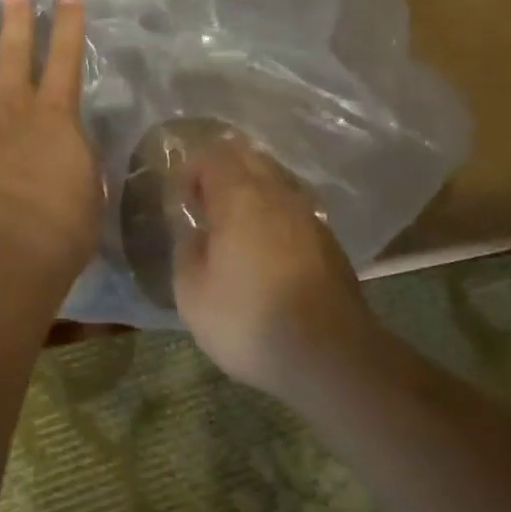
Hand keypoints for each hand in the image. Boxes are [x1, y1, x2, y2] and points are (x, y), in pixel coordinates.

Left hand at [0, 0, 100, 284]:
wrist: (3, 257)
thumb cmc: (59, 233)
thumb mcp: (89, 191)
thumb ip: (79, 158)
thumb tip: (72, 142)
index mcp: (56, 117)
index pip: (66, 60)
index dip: (68, 26)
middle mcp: (12, 107)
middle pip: (14, 52)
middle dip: (16, 19)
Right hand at [172, 140, 377, 401]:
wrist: (330, 355)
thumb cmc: (249, 319)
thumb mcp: (192, 293)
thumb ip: (186, 250)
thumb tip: (193, 231)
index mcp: (239, 196)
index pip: (213, 156)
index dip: (191, 168)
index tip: (180, 195)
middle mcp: (277, 193)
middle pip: (248, 158)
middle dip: (222, 170)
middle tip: (203, 202)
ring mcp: (308, 214)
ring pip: (274, 181)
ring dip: (250, 190)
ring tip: (233, 224)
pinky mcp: (328, 240)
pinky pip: (293, 208)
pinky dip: (273, 214)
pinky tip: (265, 246)